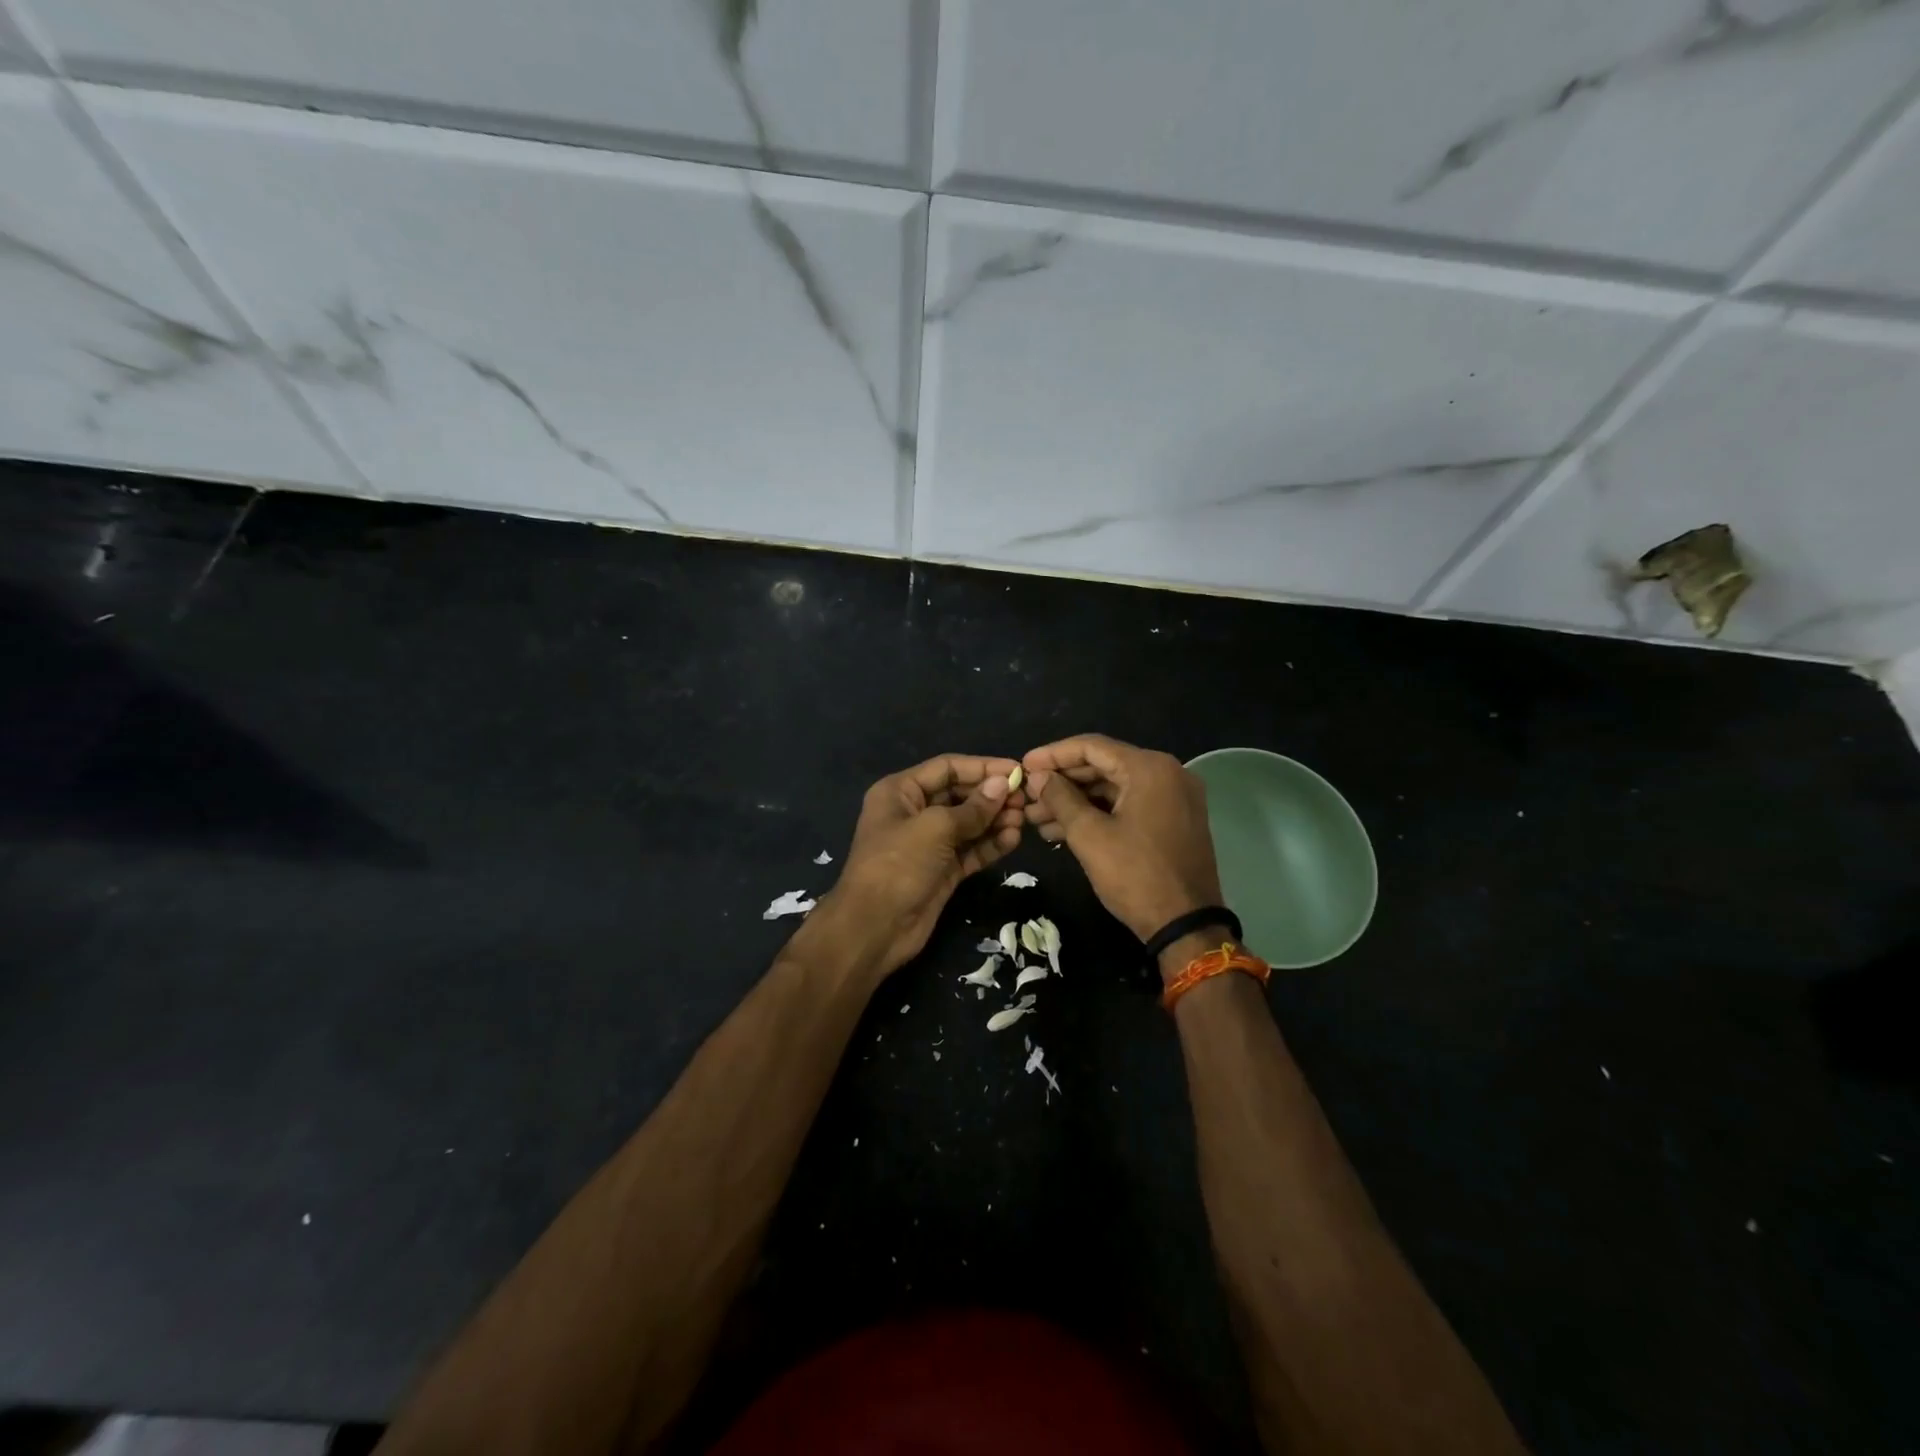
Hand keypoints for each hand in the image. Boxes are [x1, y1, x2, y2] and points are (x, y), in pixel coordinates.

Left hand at [817, 754, 1024, 978]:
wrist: (874, 928)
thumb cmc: (898, 865)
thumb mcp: (934, 828)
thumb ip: (972, 808)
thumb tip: (1002, 784)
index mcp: (900, 792)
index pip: (947, 768)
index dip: (982, 767)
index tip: (1016, 770)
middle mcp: (914, 813)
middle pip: (959, 794)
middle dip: (991, 796)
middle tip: (1025, 799)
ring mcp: (928, 844)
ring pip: (968, 824)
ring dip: (995, 820)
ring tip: (1023, 820)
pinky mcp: (942, 871)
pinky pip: (971, 850)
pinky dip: (991, 844)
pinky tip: (1013, 839)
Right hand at [1021, 734, 1223, 944]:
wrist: (1186, 926)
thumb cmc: (1135, 875)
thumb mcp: (1089, 835)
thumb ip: (1060, 798)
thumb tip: (1037, 777)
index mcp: (1150, 768)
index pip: (1091, 747)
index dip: (1052, 755)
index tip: (1023, 766)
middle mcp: (1167, 772)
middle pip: (1103, 765)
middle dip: (1062, 782)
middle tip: (1027, 796)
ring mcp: (1174, 797)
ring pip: (1114, 788)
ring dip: (1076, 801)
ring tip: (1037, 818)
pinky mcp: (1174, 820)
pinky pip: (1129, 805)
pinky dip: (1098, 813)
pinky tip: (1064, 828)